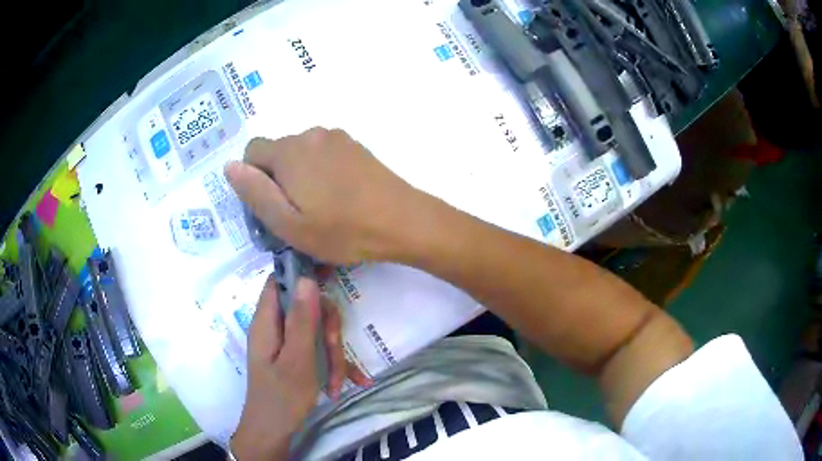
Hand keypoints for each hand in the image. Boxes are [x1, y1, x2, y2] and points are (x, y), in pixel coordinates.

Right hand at [225, 128, 419, 264]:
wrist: (402, 221)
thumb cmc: (342, 230)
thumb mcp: (288, 223)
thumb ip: (254, 192)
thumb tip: (230, 166)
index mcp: (289, 151)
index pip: (251, 153)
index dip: (254, 181)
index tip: (271, 208)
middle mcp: (310, 134)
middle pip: (276, 153)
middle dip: (277, 180)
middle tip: (297, 214)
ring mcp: (336, 138)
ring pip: (300, 154)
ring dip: (300, 176)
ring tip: (320, 208)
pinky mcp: (355, 146)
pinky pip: (323, 154)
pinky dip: (320, 171)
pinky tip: (339, 196)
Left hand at [231, 276, 370, 459]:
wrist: (274, 431)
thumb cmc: (282, 397)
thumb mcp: (298, 359)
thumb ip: (303, 320)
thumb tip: (307, 278)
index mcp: (267, 321)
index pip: (280, 281)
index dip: (303, 273)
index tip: (332, 277)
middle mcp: (275, 327)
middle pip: (307, 309)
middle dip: (328, 330)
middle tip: (335, 352)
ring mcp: (286, 344)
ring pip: (318, 332)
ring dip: (333, 355)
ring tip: (337, 382)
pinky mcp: (295, 358)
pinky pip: (318, 351)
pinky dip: (332, 366)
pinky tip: (346, 383)